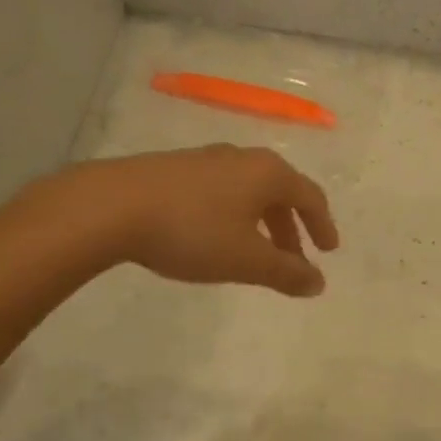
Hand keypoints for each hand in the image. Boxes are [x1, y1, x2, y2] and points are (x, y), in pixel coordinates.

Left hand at [64, 145, 339, 296]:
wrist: (112, 206)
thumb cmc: (192, 231)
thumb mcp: (246, 259)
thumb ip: (286, 273)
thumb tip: (318, 283)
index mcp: (267, 173)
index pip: (309, 196)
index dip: (322, 225)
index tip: (328, 250)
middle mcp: (242, 158)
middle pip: (279, 192)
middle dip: (290, 228)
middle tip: (293, 259)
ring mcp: (206, 160)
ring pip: (248, 191)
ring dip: (261, 223)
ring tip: (255, 253)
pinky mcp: (175, 168)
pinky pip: (221, 191)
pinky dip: (233, 215)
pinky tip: (216, 237)